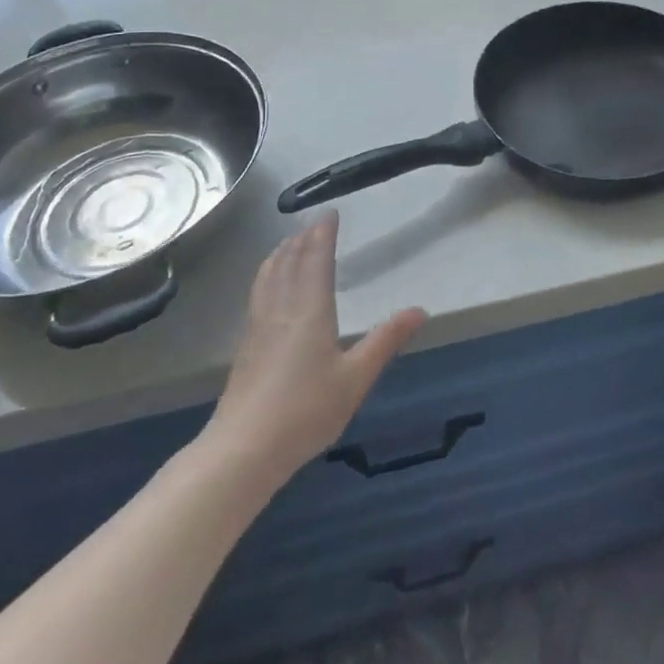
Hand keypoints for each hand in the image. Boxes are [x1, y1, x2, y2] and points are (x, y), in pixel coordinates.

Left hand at [203, 213, 425, 482]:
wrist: (243, 450)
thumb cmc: (306, 411)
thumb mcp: (356, 378)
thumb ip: (386, 341)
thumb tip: (420, 310)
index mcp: (310, 311)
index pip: (316, 260)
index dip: (322, 235)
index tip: (328, 213)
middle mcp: (282, 310)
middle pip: (289, 263)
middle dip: (301, 239)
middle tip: (311, 223)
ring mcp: (259, 327)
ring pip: (268, 277)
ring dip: (280, 254)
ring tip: (287, 243)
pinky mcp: (246, 347)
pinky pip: (258, 294)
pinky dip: (266, 276)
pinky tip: (267, 287)